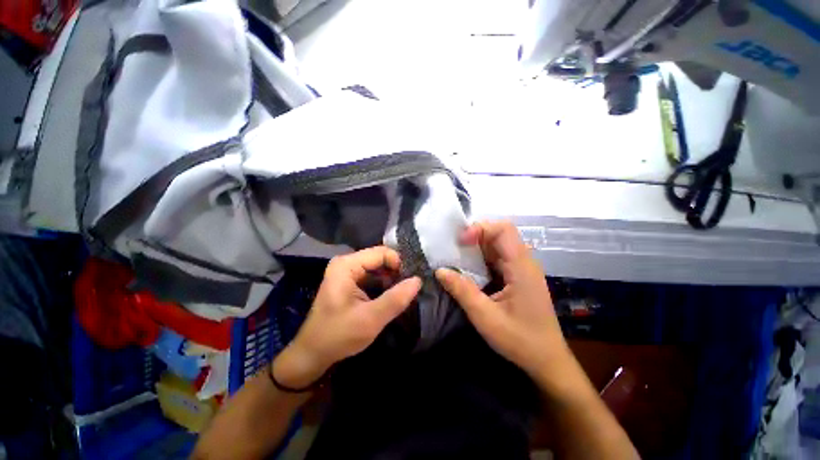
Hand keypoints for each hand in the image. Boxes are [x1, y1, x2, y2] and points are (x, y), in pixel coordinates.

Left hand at [273, 247, 421, 387]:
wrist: (313, 354)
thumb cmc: (338, 336)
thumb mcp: (371, 319)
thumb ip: (395, 299)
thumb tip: (418, 280)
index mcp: (347, 265)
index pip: (381, 253)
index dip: (399, 264)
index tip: (410, 282)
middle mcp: (346, 263)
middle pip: (379, 258)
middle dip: (396, 272)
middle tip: (409, 289)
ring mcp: (347, 272)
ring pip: (377, 268)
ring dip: (391, 279)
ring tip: (402, 294)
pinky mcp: (349, 282)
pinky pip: (372, 276)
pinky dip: (383, 285)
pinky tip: (391, 297)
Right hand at [436, 221, 570, 387]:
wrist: (547, 361)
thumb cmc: (520, 340)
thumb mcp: (485, 317)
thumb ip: (462, 291)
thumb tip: (440, 270)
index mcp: (521, 267)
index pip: (503, 230)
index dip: (480, 229)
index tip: (460, 242)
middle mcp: (524, 263)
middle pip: (500, 235)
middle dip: (475, 236)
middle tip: (454, 248)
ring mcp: (522, 270)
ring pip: (498, 246)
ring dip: (477, 248)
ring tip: (457, 258)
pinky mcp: (518, 278)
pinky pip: (498, 259)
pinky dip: (482, 259)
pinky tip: (469, 271)